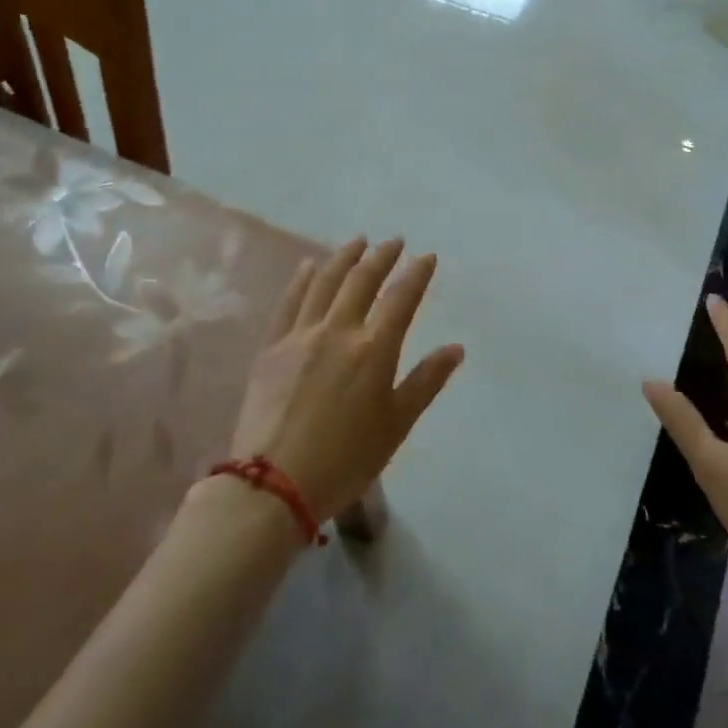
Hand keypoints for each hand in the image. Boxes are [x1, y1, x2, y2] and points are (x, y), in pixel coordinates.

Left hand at [229, 237, 463, 522]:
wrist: (273, 485)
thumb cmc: (346, 460)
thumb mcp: (397, 425)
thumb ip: (426, 381)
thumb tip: (456, 348)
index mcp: (373, 350)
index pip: (401, 298)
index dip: (416, 274)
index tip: (427, 256)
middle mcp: (337, 331)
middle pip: (362, 281)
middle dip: (381, 257)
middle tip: (394, 241)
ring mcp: (299, 336)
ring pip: (324, 283)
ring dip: (343, 258)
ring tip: (358, 242)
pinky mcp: (271, 348)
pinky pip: (288, 303)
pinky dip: (302, 280)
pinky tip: (309, 266)